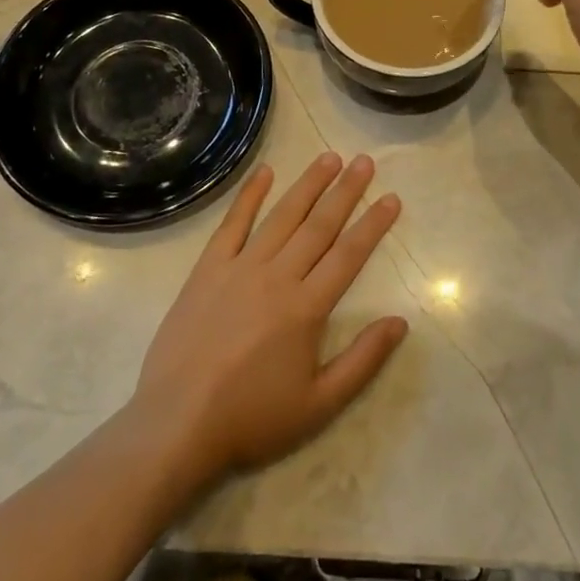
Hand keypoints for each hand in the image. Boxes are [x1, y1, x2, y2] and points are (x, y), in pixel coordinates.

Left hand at [131, 153, 407, 488]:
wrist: (178, 423)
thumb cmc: (252, 418)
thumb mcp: (320, 404)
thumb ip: (363, 360)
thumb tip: (400, 322)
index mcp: (307, 308)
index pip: (349, 254)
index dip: (373, 224)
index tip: (391, 197)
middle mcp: (277, 276)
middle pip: (319, 225)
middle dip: (345, 191)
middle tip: (365, 161)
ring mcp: (240, 268)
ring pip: (282, 216)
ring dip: (308, 185)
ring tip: (329, 157)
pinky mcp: (208, 269)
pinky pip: (232, 224)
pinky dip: (249, 196)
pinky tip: (265, 172)